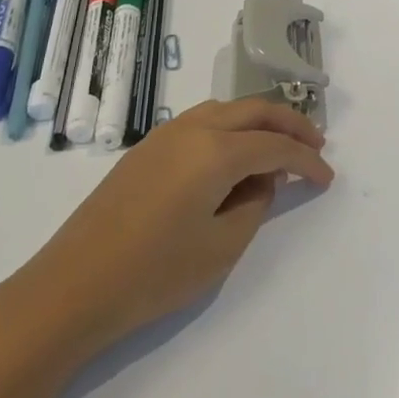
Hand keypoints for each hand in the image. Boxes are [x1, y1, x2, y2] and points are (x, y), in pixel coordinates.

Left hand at [7, 99, 334, 359]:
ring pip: (225, 110)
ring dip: (258, 123)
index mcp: (215, 151)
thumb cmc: (153, 274)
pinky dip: (229, 131)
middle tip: (316, 145)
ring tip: (278, 150)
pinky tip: (233, 159)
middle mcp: (192, 129)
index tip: (327, 177)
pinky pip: (201, 123)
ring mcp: (163, 135)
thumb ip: (254, 206)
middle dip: (290, 124)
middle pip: (253, 110)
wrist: (71, 287)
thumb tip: (262, 181)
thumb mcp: (220, 248)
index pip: (275, 145)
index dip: (307, 160)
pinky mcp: (145, 149)